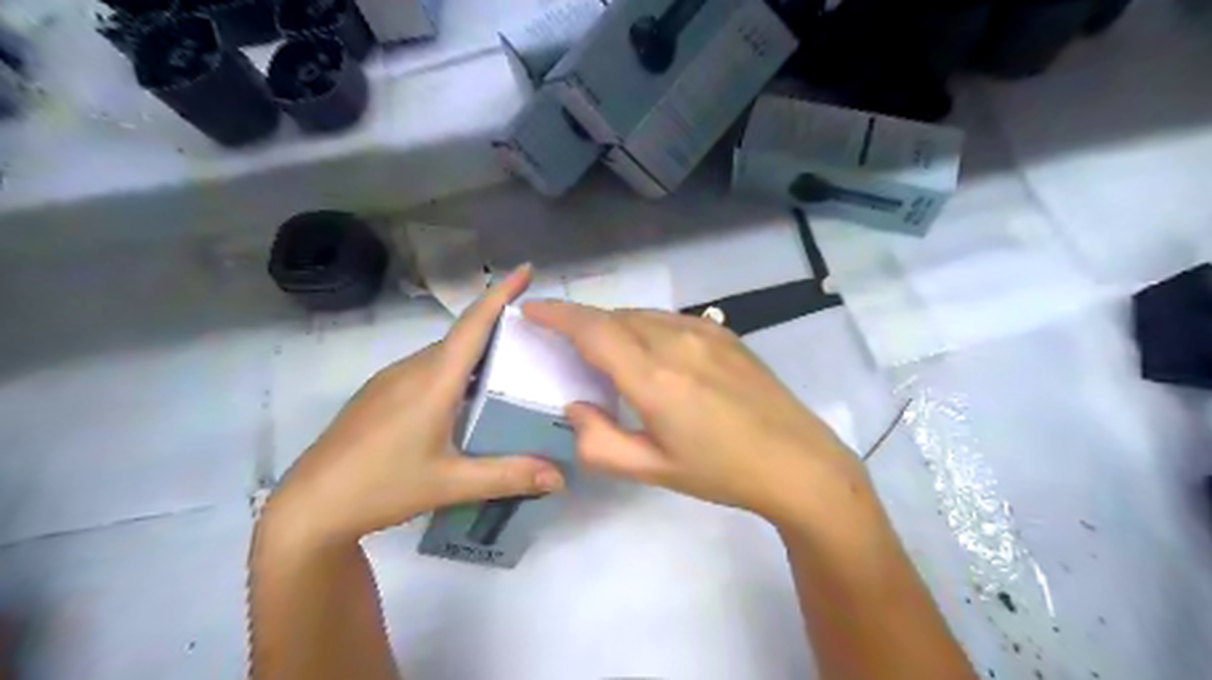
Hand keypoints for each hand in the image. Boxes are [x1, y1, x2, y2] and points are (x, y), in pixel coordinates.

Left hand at [265, 264, 563, 546]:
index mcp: (433, 380)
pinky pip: (426, 370)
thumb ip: (509, 476)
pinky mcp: (378, 395)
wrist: (310, 507)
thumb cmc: (382, 487)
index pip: (474, 325)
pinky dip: (454, 372)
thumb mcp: (451, 483)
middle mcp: (412, 369)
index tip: (527, 270)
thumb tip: (562, 478)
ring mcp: (390, 380)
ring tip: (509, 370)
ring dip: (476, 353)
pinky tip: (464, 400)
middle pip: (462, 337)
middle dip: (498, 328)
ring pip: (443, 355)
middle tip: (537, 339)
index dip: (501, 294)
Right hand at [520, 303, 860, 526]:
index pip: (593, 330)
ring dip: (614, 325)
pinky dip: (643, 327)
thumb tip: (575, 406)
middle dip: (582, 323)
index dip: (556, 314)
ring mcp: (705, 332)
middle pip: (614, 317)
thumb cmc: (722, 472)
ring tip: (603, 351)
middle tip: (564, 343)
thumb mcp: (652, 470)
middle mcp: (676, 342)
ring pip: (642, 314)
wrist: (797, 462)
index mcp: (654, 378)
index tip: (530, 309)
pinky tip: (649, 353)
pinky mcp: (724, 333)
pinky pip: (669, 319)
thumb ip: (599, 442)